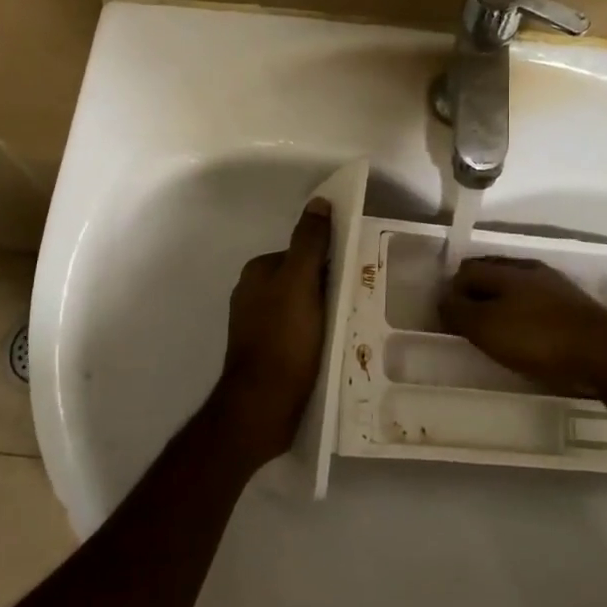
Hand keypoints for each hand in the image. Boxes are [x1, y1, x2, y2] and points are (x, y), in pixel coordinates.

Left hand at [211, 199, 331, 468]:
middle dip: (327, 289)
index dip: (328, 263)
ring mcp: (256, 326)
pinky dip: (314, 336)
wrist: (263, 405)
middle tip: (355, 303)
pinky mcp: (266, 353)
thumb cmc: (284, 339)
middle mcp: (251, 294)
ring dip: (323, 314)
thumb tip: (319, 202)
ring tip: (347, 328)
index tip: (352, 276)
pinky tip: (330, 349)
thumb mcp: (300, 282)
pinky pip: (297, 333)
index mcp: (257, 272)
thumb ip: (309, 242)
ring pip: (301, 308)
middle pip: (301, 280)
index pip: (301, 254)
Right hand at [439, 256, 606, 398]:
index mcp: (505, 271)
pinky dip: (524, 315)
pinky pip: (537, 304)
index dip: (451, 290)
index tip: (446, 316)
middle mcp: (530, 271)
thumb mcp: (486, 327)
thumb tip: (443, 298)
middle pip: (492, 274)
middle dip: (475, 292)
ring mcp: (556, 287)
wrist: (604, 355)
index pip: (467, 270)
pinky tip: (526, 335)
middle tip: (466, 320)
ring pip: (517, 289)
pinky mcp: (574, 308)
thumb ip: (460, 311)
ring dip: (501, 303)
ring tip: (494, 329)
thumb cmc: (537, 339)